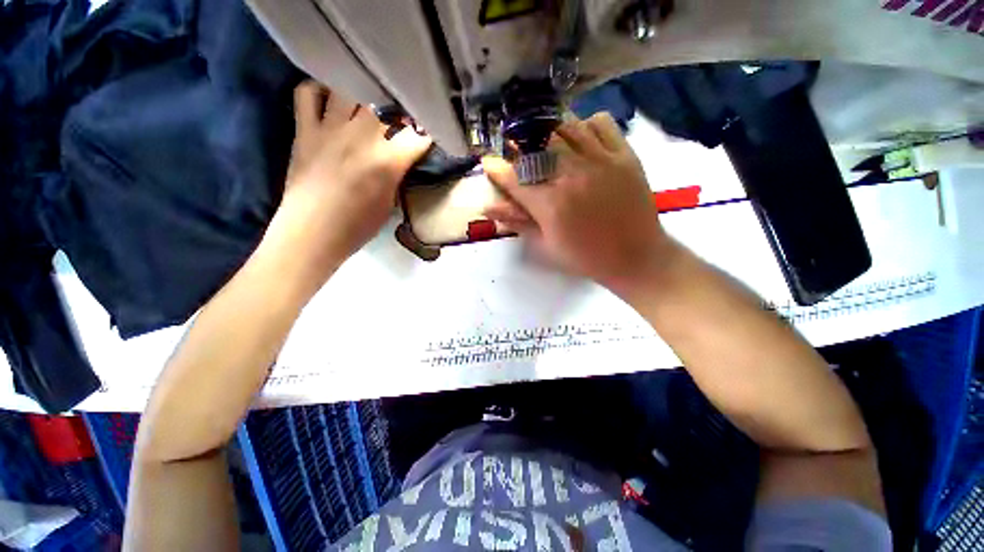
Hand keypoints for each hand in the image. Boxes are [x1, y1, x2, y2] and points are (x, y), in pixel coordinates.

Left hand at [273, 81, 431, 275]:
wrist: (313, 233)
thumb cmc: (358, 226)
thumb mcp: (390, 203)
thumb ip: (397, 174)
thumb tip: (401, 157)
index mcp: (387, 161)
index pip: (418, 135)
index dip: (429, 131)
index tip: (430, 133)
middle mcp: (361, 137)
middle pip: (386, 104)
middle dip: (399, 109)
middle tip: (400, 118)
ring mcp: (330, 129)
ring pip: (350, 89)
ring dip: (364, 95)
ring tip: (368, 105)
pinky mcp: (305, 129)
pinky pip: (307, 92)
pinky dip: (320, 90)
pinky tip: (331, 100)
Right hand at [483, 113, 674, 289]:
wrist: (636, 257)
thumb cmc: (586, 257)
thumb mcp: (546, 245)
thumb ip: (517, 221)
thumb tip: (487, 206)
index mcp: (551, 204)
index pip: (514, 177)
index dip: (496, 169)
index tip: (488, 163)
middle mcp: (572, 175)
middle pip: (536, 144)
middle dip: (519, 143)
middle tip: (516, 150)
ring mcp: (601, 160)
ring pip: (566, 126)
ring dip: (548, 132)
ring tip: (544, 143)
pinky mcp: (624, 154)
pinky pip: (600, 123)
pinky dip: (584, 125)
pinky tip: (579, 140)